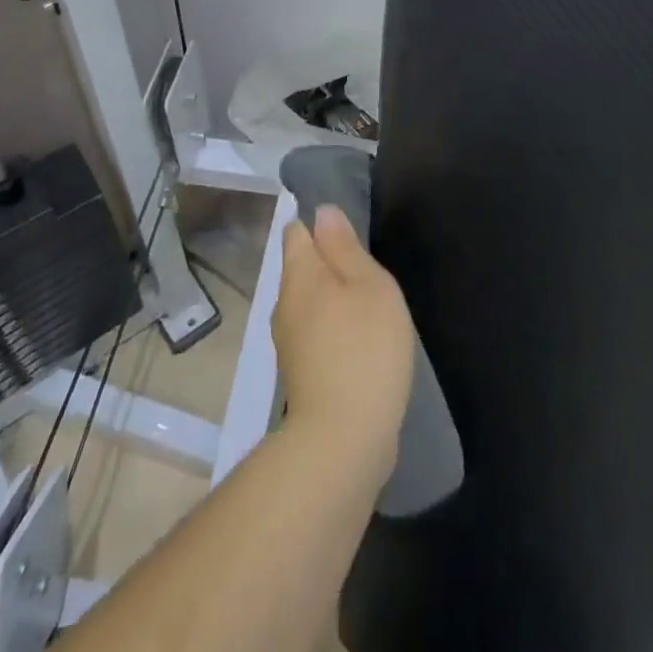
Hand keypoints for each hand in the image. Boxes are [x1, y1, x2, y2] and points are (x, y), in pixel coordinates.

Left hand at [272, 205, 415, 478]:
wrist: (343, 439)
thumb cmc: (364, 348)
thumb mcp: (368, 285)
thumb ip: (344, 247)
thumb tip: (322, 212)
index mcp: (300, 274)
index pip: (297, 232)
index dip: (318, 225)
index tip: (346, 232)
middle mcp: (284, 304)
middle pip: (301, 268)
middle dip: (327, 263)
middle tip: (365, 269)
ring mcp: (288, 343)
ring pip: (307, 303)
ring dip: (331, 299)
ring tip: (365, 306)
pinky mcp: (300, 375)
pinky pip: (314, 335)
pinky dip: (332, 330)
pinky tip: (357, 344)